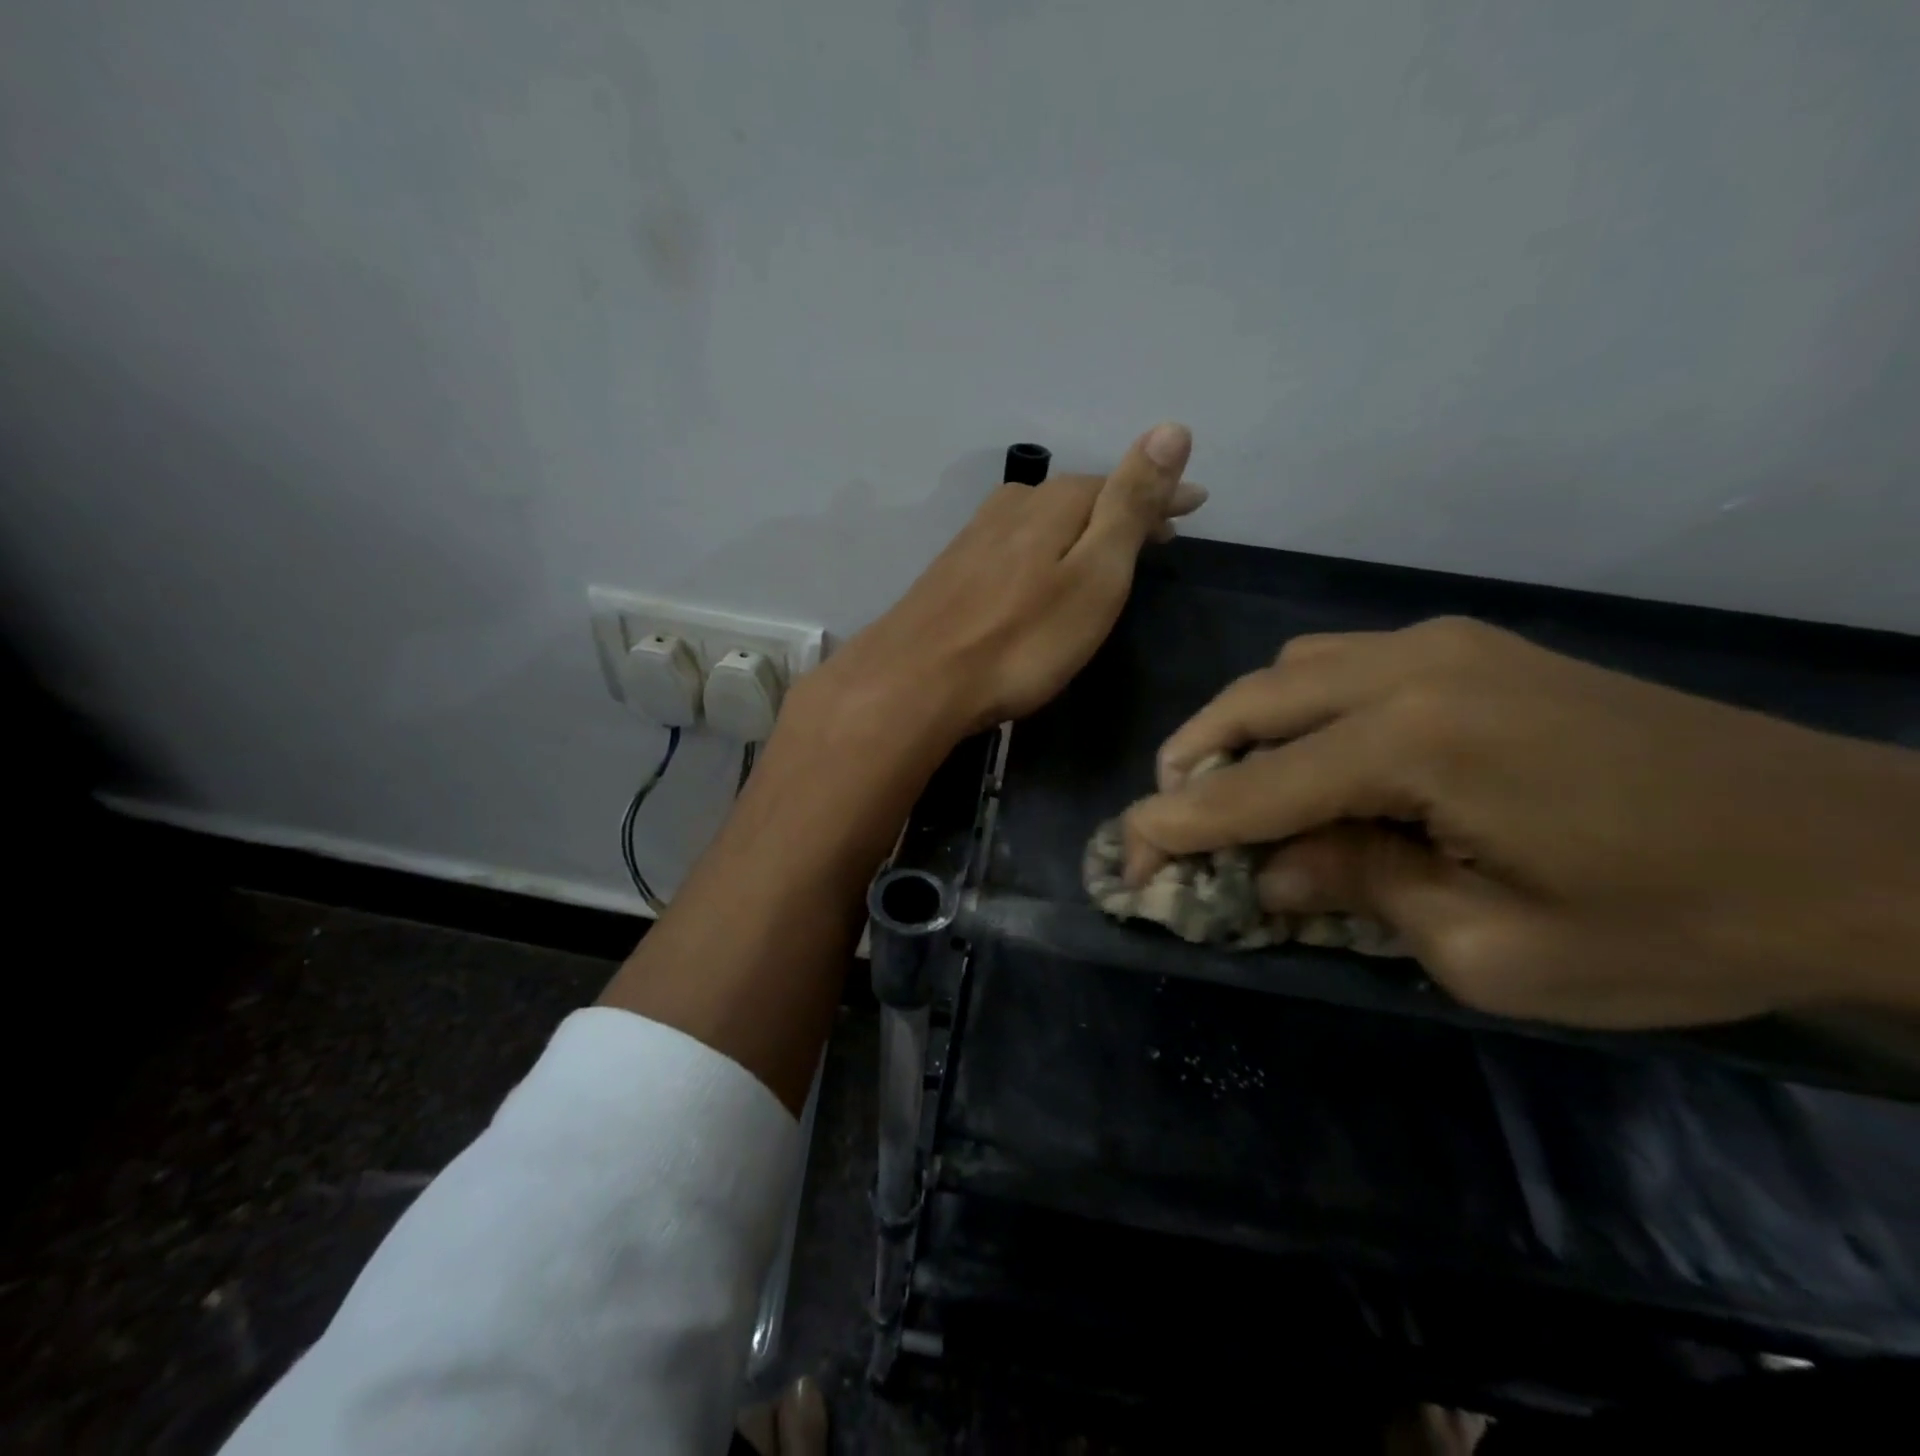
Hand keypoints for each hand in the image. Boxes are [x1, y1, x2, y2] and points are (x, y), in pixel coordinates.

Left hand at [805, 422, 1203, 739]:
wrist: (918, 682)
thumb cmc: (1022, 640)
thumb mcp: (1094, 575)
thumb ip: (1129, 505)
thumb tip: (1172, 428)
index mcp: (1054, 503)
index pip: (1121, 485)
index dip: (1161, 496)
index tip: (1195, 505)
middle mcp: (1012, 507)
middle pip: (1081, 499)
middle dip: (1122, 510)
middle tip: (1159, 530)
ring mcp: (975, 538)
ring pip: (1044, 521)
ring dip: (1081, 529)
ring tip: (1106, 548)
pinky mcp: (952, 571)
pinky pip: (1015, 545)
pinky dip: (1044, 549)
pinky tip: (1042, 570)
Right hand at [1123, 617, 1919, 1026]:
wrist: (1852, 853)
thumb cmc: (1669, 926)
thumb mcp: (1488, 952)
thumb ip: (1355, 891)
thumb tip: (1269, 866)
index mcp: (1415, 742)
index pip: (1256, 788)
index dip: (1179, 825)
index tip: (1126, 852)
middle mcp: (1413, 667)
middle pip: (1253, 702)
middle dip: (1194, 760)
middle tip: (1170, 817)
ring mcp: (1445, 644)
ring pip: (1292, 670)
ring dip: (1244, 727)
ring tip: (1238, 788)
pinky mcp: (1475, 646)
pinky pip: (1344, 662)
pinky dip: (1300, 706)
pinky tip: (1319, 755)